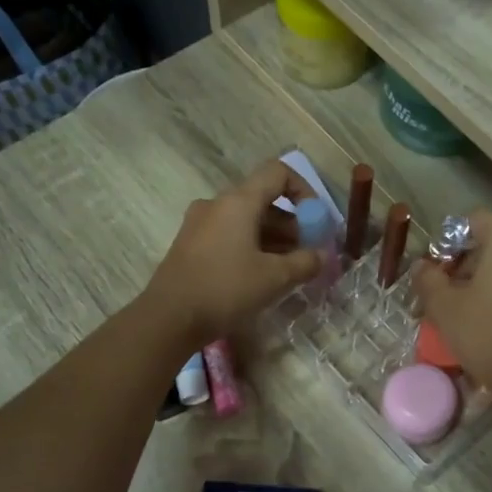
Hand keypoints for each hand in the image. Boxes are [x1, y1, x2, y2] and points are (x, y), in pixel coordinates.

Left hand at [145, 159, 321, 341]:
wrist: (168, 318)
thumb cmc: (225, 289)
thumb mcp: (274, 278)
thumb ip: (305, 262)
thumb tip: (323, 256)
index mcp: (238, 201)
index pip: (278, 173)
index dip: (304, 190)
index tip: (317, 221)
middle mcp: (217, 204)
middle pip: (263, 200)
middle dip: (292, 224)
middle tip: (308, 253)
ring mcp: (199, 223)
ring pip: (246, 220)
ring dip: (273, 238)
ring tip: (289, 269)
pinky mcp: (190, 244)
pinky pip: (229, 235)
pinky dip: (251, 246)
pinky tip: (261, 276)